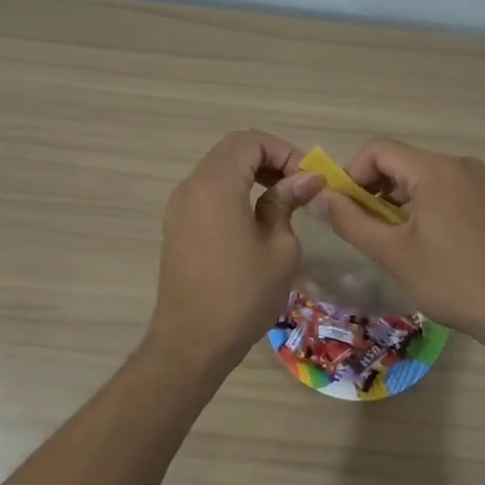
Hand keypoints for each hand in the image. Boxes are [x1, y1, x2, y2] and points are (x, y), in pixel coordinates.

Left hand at [145, 130, 323, 372]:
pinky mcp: (177, 225)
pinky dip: (234, 190)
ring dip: (251, 173)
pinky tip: (256, 217)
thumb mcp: (279, 248)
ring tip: (282, 200)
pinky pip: (207, 191)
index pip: (251, 141)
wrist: (191, 343)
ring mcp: (179, 206)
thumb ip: (288, 203)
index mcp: (216, 185)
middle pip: (232, 150)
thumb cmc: (242, 295)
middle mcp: (191, 186)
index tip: (308, 179)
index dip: (284, 151)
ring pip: (218, 168)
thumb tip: (306, 179)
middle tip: (298, 185)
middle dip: (269, 158)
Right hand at [312, 139, 484, 343]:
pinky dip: (423, 208)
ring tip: (390, 242)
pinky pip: (445, 191)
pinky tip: (423, 245)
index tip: (343, 210)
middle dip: (373, 190)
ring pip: (422, 178)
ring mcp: (480, 183)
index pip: (378, 150)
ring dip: (397, 202)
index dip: (351, 174)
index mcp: (435, 169)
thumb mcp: (393, 253)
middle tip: (363, 230)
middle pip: (401, 162)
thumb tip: (318, 197)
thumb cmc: (453, 281)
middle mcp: (459, 165)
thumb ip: (350, 221)